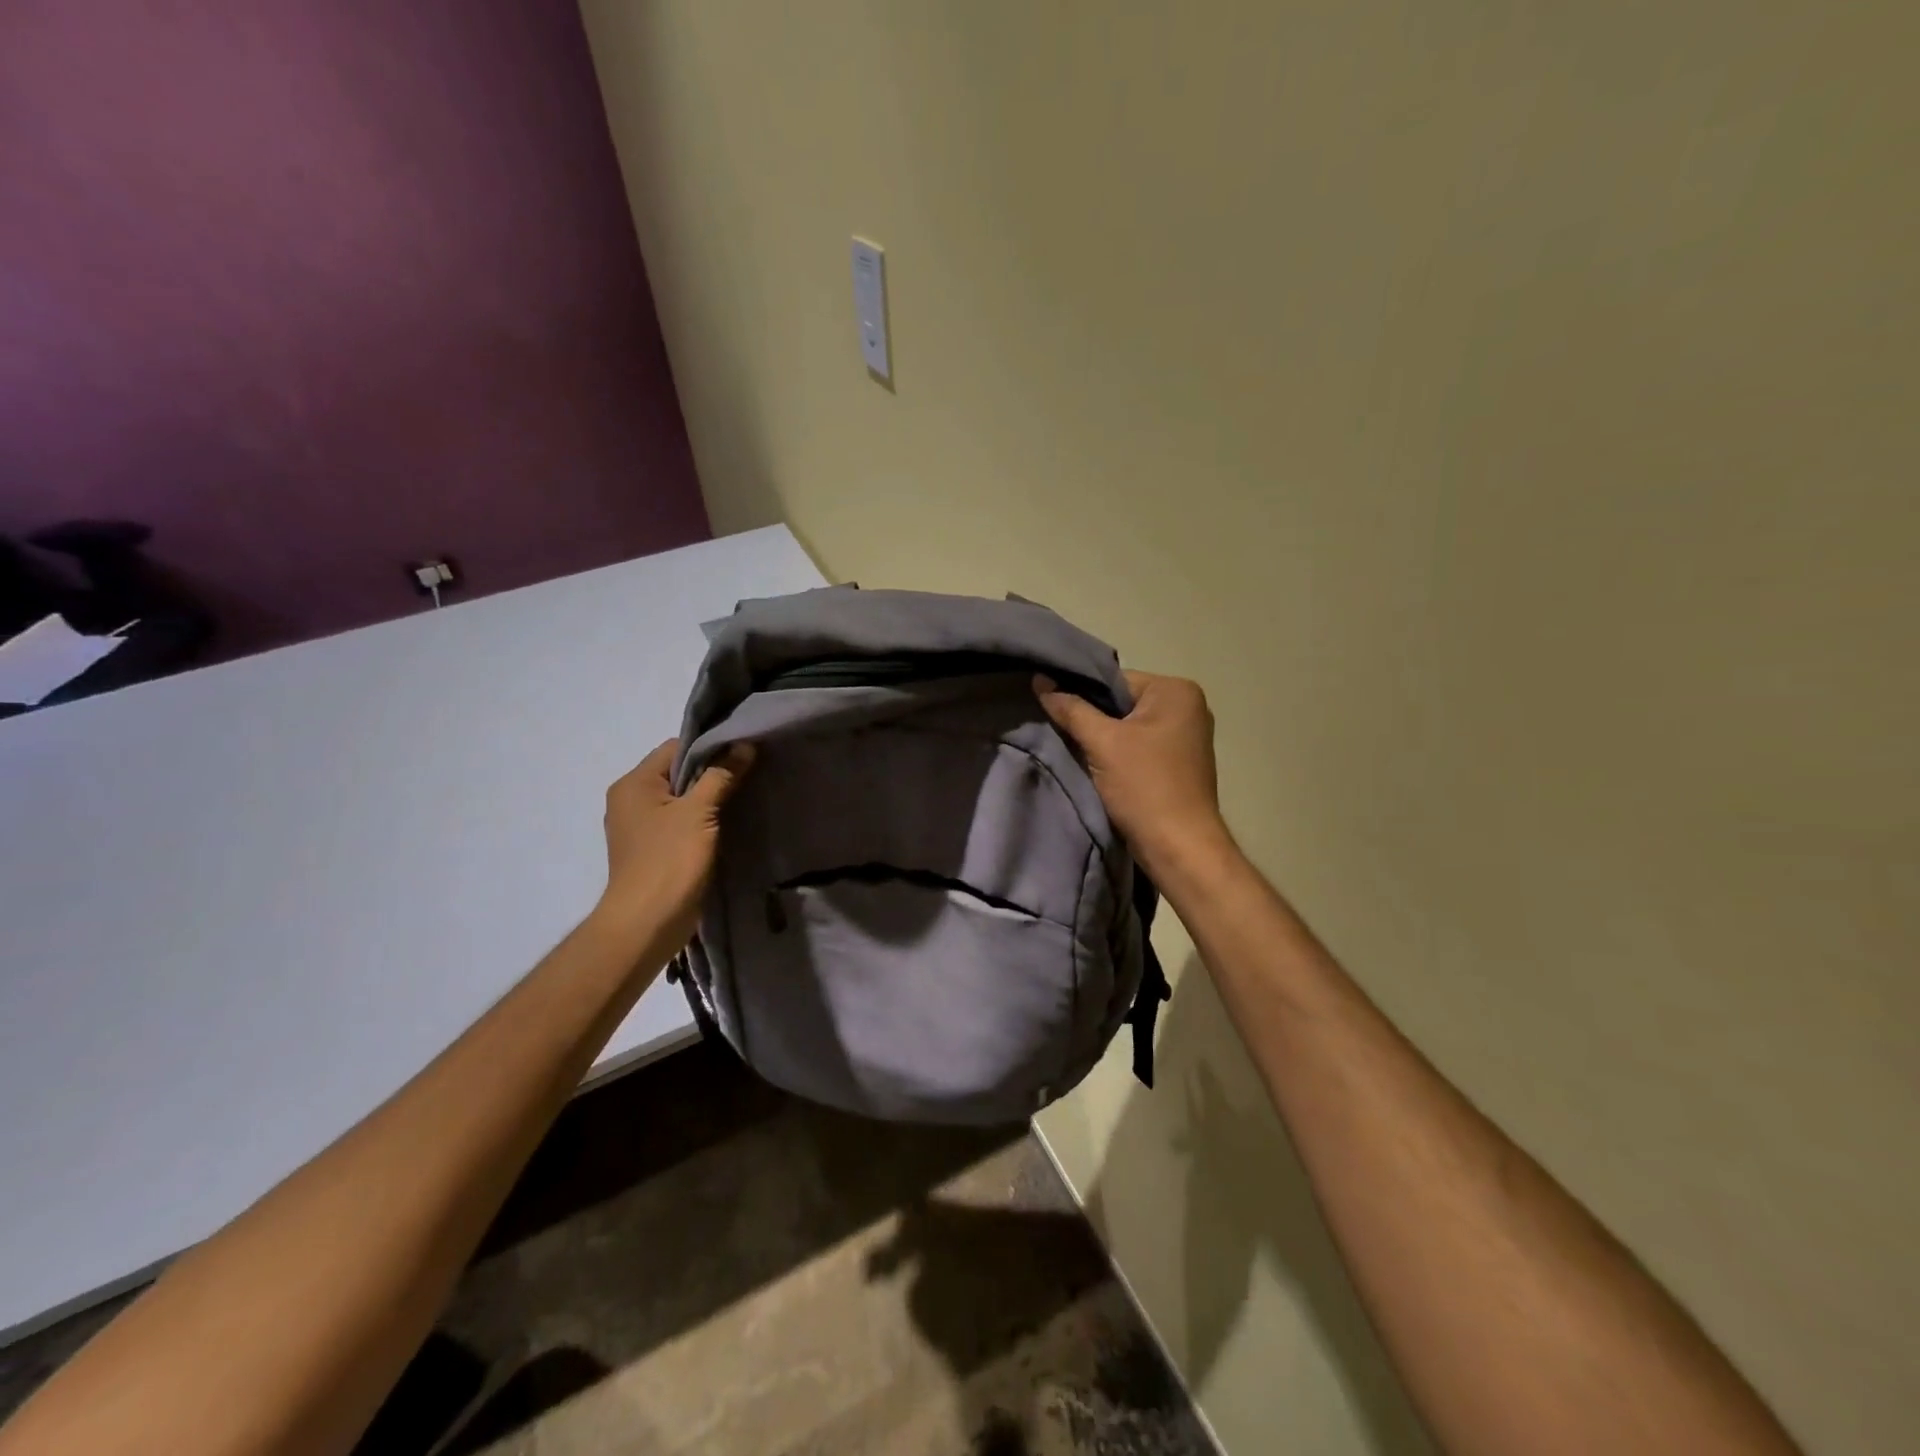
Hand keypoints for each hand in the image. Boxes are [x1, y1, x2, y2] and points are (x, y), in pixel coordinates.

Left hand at [593, 738, 754, 954]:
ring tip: (744, 797)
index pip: (676, 747)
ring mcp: (639, 827)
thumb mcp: (700, 812)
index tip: (743, 752)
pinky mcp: (652, 850)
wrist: (646, 924)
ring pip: (681, 799)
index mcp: (634, 783)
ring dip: (710, 798)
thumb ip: (722, 775)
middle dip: (713, 773)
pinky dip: (702, 820)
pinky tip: (728, 825)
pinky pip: (680, 822)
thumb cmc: (669, 861)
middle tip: (750, 773)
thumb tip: (744, 745)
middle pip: (678, 772)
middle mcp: (630, 800)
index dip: (710, 747)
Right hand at [1034, 670, 1230, 881]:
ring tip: (1075, 750)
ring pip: (1128, 727)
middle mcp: (1188, 707)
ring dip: (1103, 739)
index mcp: (1177, 691)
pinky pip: (1139, 746)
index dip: (1081, 694)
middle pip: (1122, 703)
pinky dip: (1118, 754)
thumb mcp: (1102, 743)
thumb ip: (1070, 709)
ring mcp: (1187, 737)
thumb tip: (1040, 680)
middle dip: (1092, 718)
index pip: (1115, 680)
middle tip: (1059, 731)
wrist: (1179, 848)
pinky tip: (1097, 768)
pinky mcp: (1179, 763)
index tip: (1053, 710)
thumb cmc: (1145, 787)